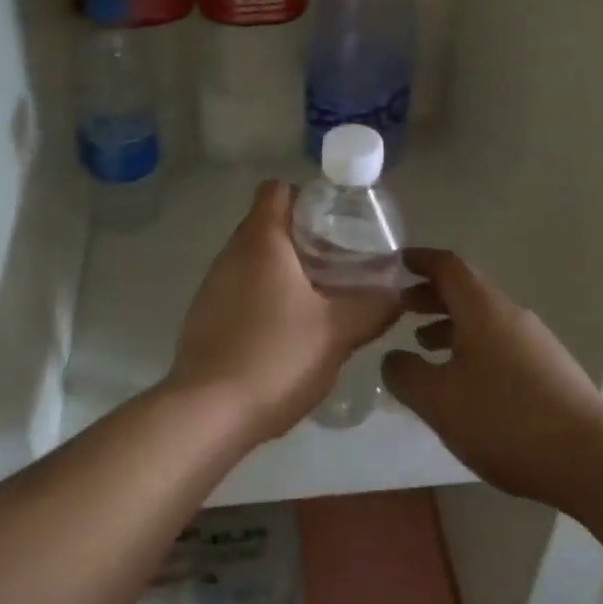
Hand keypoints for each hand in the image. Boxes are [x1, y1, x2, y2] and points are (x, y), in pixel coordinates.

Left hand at [166, 181, 401, 442]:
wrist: (207, 413)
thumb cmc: (275, 356)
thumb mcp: (337, 331)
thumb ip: (373, 307)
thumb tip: (398, 293)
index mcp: (260, 240)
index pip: (277, 189)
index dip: (306, 196)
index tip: (335, 220)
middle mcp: (231, 253)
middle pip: (267, 224)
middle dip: (303, 237)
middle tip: (339, 262)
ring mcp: (212, 285)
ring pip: (253, 260)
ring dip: (283, 270)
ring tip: (319, 298)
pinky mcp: (204, 316)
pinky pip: (240, 290)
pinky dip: (263, 297)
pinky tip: (286, 331)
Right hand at [382, 249, 602, 507]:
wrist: (592, 460)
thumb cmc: (505, 419)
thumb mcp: (438, 400)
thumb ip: (405, 374)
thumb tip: (393, 358)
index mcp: (482, 308)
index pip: (447, 265)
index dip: (419, 260)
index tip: (395, 263)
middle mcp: (510, 314)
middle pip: (466, 290)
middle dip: (431, 295)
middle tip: (401, 308)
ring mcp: (535, 342)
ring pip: (483, 319)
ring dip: (450, 325)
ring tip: (425, 347)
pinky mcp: (550, 370)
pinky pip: (500, 343)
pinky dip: (473, 347)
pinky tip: (464, 383)